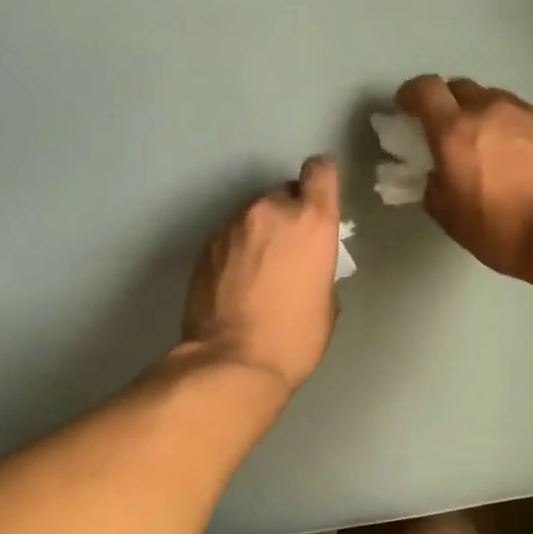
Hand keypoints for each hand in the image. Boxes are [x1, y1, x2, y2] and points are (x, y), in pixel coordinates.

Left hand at [182, 157, 340, 391]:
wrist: (232, 363)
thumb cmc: (294, 337)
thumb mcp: (326, 301)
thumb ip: (318, 265)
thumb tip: (304, 263)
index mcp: (311, 220)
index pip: (320, 171)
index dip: (322, 179)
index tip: (320, 198)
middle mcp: (271, 210)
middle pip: (283, 194)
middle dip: (288, 215)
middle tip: (287, 251)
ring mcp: (232, 225)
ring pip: (253, 215)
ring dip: (259, 232)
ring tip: (257, 271)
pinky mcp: (205, 244)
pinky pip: (230, 236)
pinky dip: (236, 249)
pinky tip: (236, 282)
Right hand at [394, 75, 532, 277]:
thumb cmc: (503, 230)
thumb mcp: (451, 219)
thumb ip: (434, 188)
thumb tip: (436, 177)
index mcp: (455, 130)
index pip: (425, 89)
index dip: (411, 95)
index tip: (407, 109)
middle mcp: (490, 110)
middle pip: (460, 87)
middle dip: (447, 103)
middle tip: (446, 130)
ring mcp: (528, 114)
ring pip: (494, 100)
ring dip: (482, 115)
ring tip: (486, 145)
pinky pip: (523, 117)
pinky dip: (512, 129)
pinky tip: (519, 158)